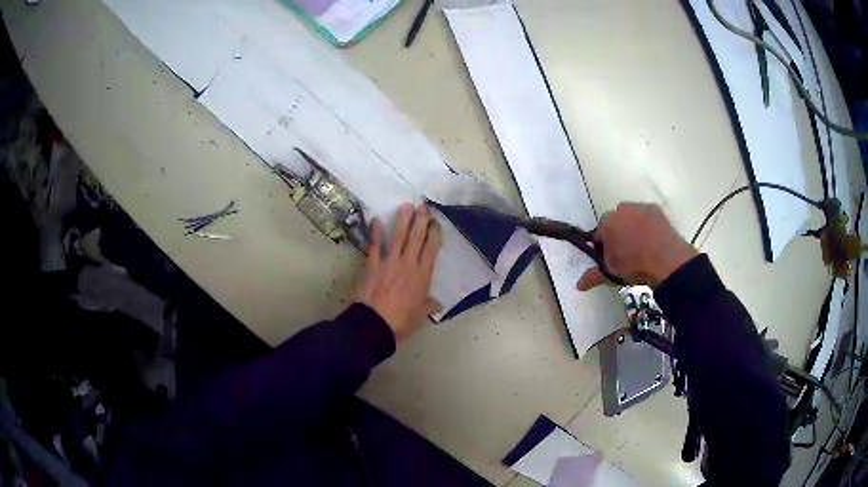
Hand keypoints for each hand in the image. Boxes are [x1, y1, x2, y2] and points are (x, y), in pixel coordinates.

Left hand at [356, 204, 442, 341]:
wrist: (375, 324)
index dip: (434, 233)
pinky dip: (375, 232)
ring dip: (402, 220)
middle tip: (423, 207)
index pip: (431, 248)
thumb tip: (437, 304)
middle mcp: (408, 264)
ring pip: (398, 236)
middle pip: (416, 237)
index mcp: (422, 275)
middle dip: (421, 220)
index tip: (436, 223)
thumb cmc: (401, 321)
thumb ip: (428, 306)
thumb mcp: (419, 315)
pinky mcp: (373, 265)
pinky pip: (374, 245)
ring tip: (406, 206)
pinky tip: (376, 219)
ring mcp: (389, 262)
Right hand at [577, 203, 697, 290]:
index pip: (599, 233)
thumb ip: (593, 276)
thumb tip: (578, 286)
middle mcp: (621, 210)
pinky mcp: (655, 209)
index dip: (603, 246)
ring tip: (641, 247)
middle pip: (615, 221)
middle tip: (626, 253)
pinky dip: (647, 225)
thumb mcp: (611, 273)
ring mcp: (639, 207)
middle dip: (618, 233)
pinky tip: (653, 240)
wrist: (665, 259)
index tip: (610, 258)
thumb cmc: (634, 265)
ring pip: (631, 217)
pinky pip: (646, 216)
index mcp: (606, 223)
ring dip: (633, 227)